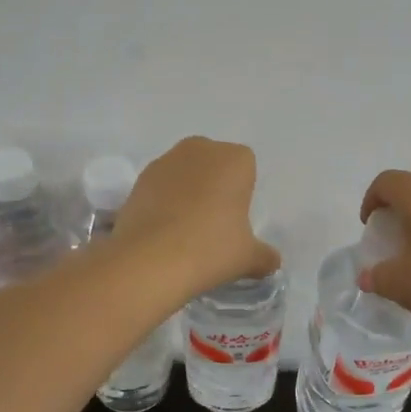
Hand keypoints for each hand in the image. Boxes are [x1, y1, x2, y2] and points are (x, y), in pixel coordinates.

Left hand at [113, 137, 279, 298]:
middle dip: (214, 184)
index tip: (236, 219)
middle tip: (214, 222)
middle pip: (213, 163)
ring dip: (187, 191)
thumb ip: (264, 256)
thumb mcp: (248, 258)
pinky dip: (163, 201)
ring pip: (185, 173)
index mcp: (234, 159)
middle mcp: (200, 149)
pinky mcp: (138, 180)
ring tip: (185, 229)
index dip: (242, 192)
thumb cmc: (210, 248)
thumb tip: (272, 262)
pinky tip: (163, 231)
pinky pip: (160, 186)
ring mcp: (165, 161)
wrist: (149, 260)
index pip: (246, 166)